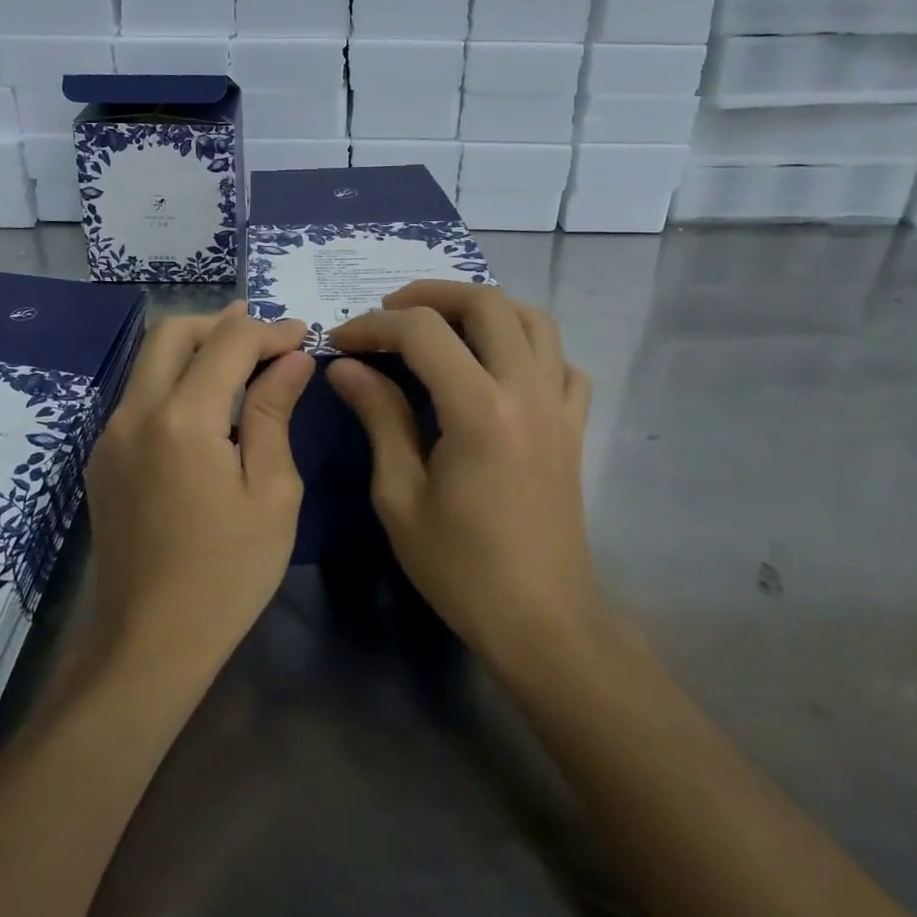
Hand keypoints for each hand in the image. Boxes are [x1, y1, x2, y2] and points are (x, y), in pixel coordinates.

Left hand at [84, 304, 315, 674]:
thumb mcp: (271, 493)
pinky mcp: (103, 458)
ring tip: (244, 360)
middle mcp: (134, 413)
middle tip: (267, 336)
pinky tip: (209, 405)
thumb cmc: (227, 573)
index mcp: (181, 420)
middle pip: (173, 332)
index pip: (229, 343)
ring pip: (150, 360)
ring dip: (197, 348)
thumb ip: (274, 414)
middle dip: (223, 322)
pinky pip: (140, 394)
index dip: (270, 330)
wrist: (149, 643)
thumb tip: (293, 360)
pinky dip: (176, 379)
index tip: (304, 334)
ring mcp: (110, 435)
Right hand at [326, 282, 599, 668]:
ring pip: (533, 319)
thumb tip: (347, 367)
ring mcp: (559, 405)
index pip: (423, 332)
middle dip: (429, 296)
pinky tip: (500, 368)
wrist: (541, 620)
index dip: (374, 326)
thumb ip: (379, 418)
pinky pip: (562, 362)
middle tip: (388, 316)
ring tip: (443, 326)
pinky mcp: (574, 425)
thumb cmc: (461, 568)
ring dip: (483, 308)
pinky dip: (529, 347)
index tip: (341, 342)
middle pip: (486, 303)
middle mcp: (527, 390)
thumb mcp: (400, 496)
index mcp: (479, 409)